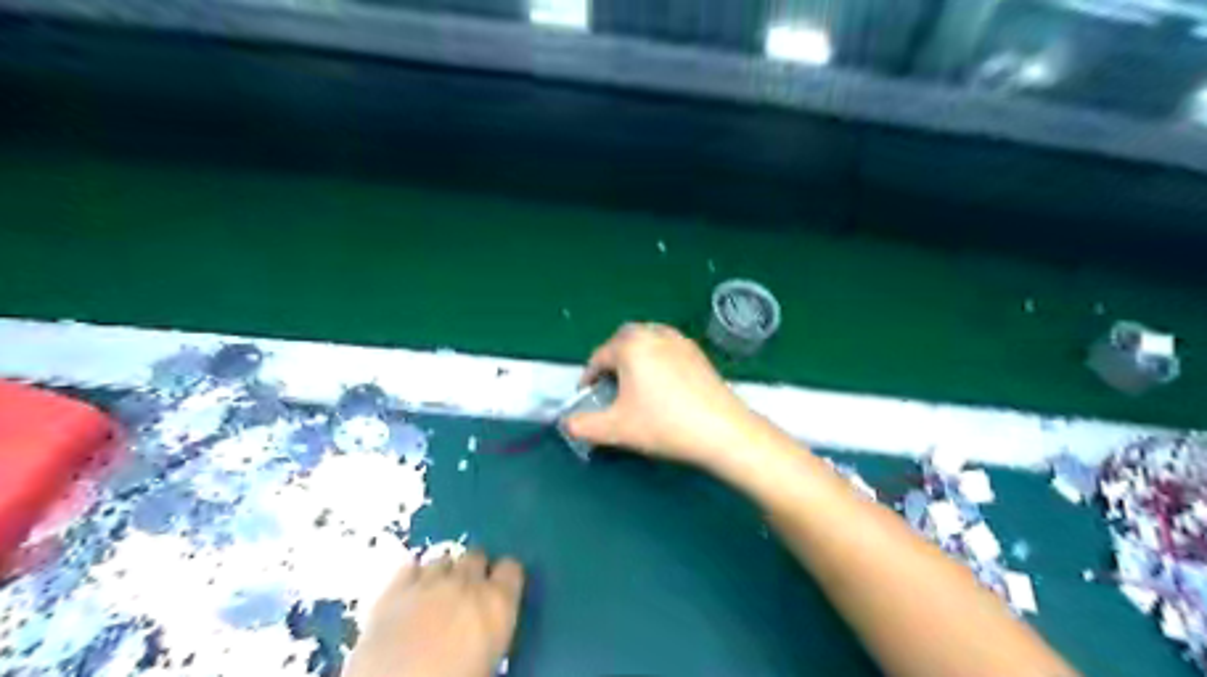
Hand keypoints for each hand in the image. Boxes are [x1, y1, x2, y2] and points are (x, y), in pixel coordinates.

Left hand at [344, 551, 523, 675]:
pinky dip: (414, 577)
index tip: (500, 590)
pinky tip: (412, 593)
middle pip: (476, 556)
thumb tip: (488, 626)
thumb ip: (493, 628)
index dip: (505, 578)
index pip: (511, 569)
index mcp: (498, 603)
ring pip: (444, 560)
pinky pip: (410, 567)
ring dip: (445, 573)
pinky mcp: (395, 589)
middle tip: (467, 594)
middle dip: (474, 570)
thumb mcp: (491, 660)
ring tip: (437, 594)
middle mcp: (467, 582)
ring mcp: (429, 581)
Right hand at [564, 321, 762, 471]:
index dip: (588, 377)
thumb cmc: (664, 425)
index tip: (587, 396)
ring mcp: (679, 340)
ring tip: (634, 384)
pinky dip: (656, 359)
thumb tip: (567, 423)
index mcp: (631, 345)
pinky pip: (667, 347)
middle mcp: (654, 334)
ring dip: (634, 357)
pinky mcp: (698, 352)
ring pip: (647, 340)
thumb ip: (583, 426)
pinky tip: (662, 385)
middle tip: (608, 386)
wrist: (722, 430)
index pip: (599, 356)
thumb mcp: (616, 429)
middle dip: (611, 360)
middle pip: (623, 340)